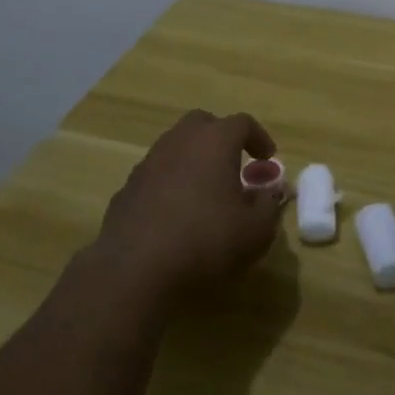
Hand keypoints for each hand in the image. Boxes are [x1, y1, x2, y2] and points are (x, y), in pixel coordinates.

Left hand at [93, 109, 284, 302]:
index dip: (258, 137)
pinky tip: (176, 216)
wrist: (135, 271)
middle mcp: (178, 143)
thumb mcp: (256, 231)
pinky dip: (170, 185)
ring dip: (193, 161)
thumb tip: (267, 193)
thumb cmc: (206, 242)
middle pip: (201, 124)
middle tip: (234, 164)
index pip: (241, 123)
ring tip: (206, 193)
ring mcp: (147, 164)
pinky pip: (155, 176)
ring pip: (174, 148)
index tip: (267, 158)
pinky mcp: (126, 190)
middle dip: (221, 138)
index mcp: (214, 142)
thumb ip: (268, 205)